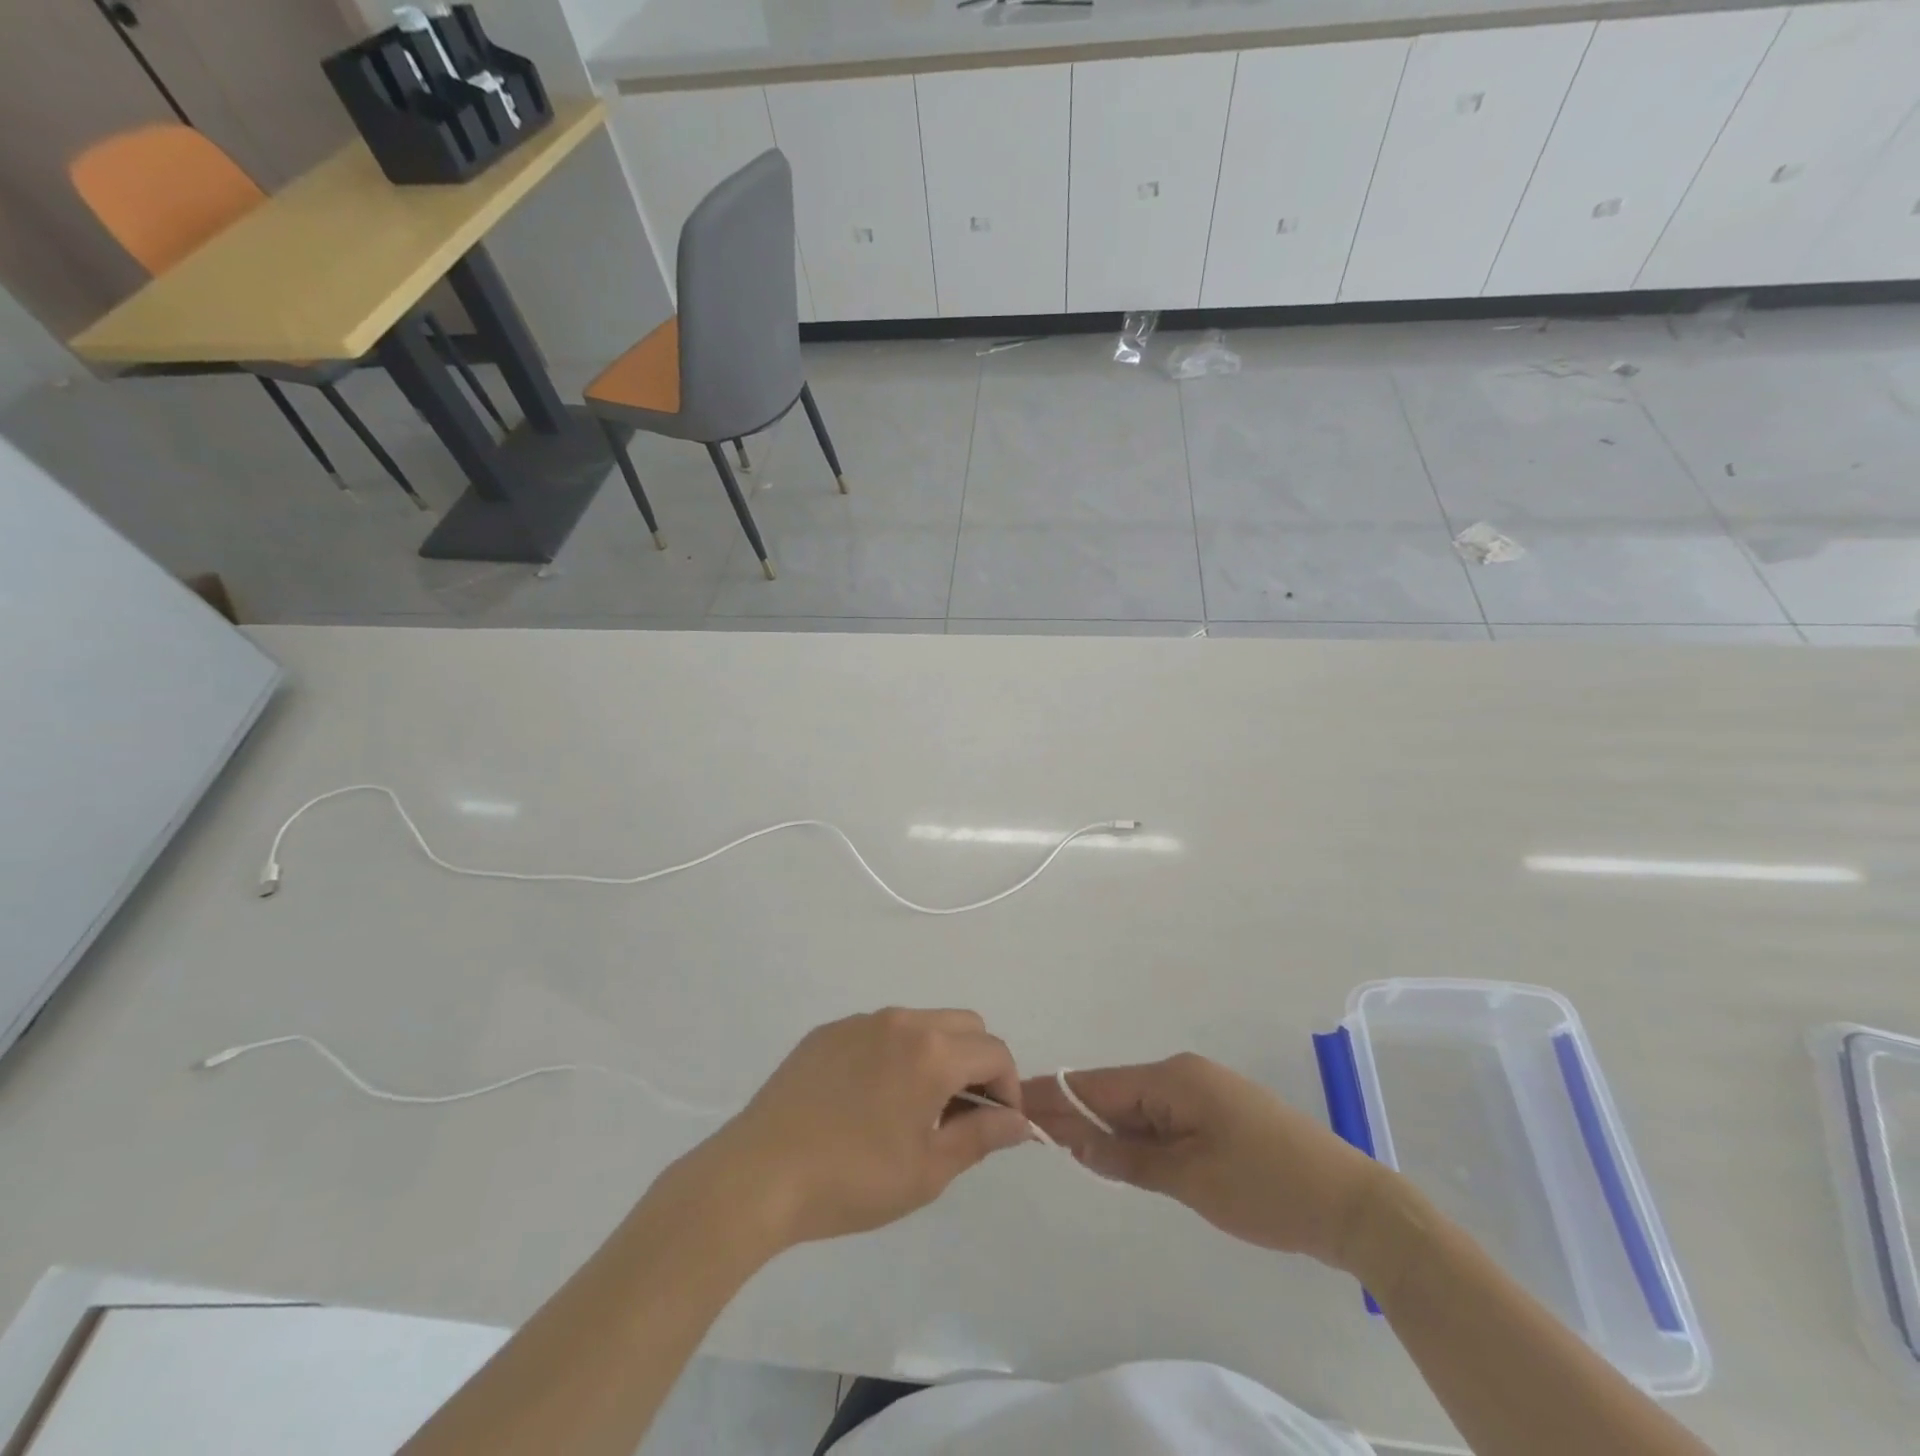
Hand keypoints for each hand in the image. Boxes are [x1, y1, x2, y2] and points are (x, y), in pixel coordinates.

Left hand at [693, 1009, 1033, 1249]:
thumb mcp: (928, 1170)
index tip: (998, 1125)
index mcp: (932, 1051)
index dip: (1008, 1087)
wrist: (759, 1174)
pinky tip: (869, 1099)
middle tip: (961, 1114)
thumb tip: (1019, 1121)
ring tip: (915, 1108)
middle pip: (965, 1025)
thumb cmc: (853, 1179)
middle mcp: (901, 1021)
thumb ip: (982, 1136)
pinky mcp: (828, 1031)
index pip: (995, 1052)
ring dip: (937, 1054)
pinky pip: (880, 1031)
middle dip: (977, 1063)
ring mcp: (861, 1021)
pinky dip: (895, 1053)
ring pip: (922, 1023)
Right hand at [1021, 1053, 1389, 1271]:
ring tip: (1060, 1141)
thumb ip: (1129, 1160)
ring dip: (1105, 1128)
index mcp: (1174, 1079)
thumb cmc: (1266, 1189)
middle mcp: (1184, 1075)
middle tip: (1029, 1128)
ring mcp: (1205, 1094)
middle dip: (1076, 1113)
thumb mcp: (1190, 1179)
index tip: (1017, 1101)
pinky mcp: (1220, 1117)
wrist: (1351, 1204)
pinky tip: (1114, 1152)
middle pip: (1116, 1094)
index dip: (1058, 1096)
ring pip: (1139, 1109)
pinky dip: (1137, 1137)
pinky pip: (1164, 1120)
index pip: (1100, 1086)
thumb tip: (1078, 1144)